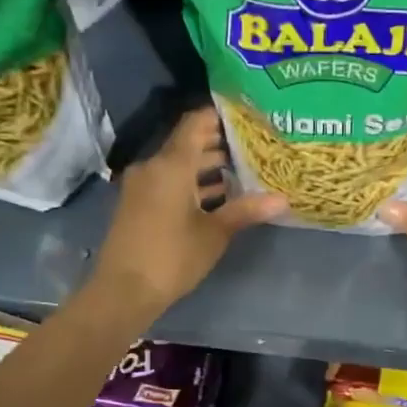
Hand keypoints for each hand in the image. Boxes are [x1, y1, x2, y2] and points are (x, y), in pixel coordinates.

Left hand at [92, 108, 285, 316]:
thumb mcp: (215, 233)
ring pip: (179, 165)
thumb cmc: (172, 256)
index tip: (247, 115)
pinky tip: (219, 195)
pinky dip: (192, 183)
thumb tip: (283, 199)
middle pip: (188, 143)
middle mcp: (153, 167)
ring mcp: (142, 186)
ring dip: (207, 166)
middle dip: (220, 143)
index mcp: (171, 164)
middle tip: (255, 144)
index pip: (195, 123)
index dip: (220, 115)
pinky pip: (169, 181)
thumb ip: (247, 210)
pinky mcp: (139, 204)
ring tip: (244, 169)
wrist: (123, 291)